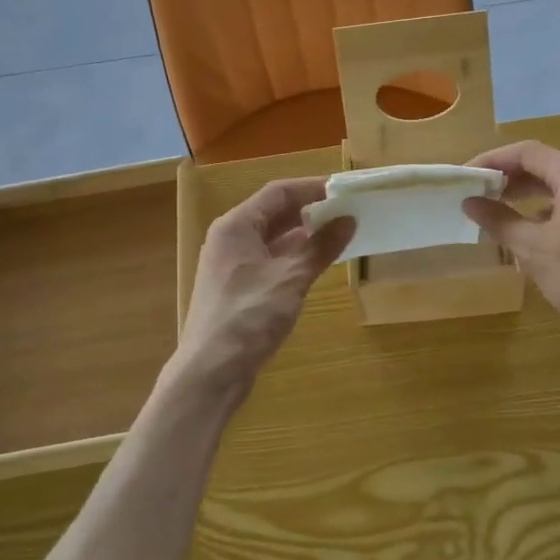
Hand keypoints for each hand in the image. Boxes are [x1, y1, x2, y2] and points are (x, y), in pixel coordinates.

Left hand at [175, 177, 353, 394]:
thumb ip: (320, 246)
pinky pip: (270, 260)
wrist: (211, 371)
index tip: (344, 190)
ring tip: (339, 234)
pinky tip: (317, 263)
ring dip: (304, 235)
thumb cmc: (249, 316)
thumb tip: (348, 220)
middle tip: (347, 211)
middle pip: (274, 213)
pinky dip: (294, 257)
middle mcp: (231, 239)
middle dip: (310, 211)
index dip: (312, 188)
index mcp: (236, 226)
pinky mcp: (238, 289)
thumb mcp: (291, 278)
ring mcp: (232, 265)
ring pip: (273, 238)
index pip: (278, 193)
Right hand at [463, 141, 559, 356]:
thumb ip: (499, 220)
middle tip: (479, 192)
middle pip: (546, 164)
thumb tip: (470, 202)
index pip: (527, 152)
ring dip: (529, 192)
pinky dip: (550, 206)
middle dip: (510, 176)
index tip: (467, 176)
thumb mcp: (533, 248)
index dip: (493, 160)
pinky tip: (534, 227)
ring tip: (500, 208)